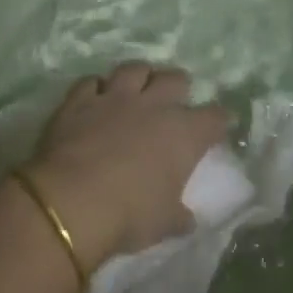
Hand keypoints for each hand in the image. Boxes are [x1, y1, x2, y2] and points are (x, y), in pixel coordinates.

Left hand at [24, 63, 229, 271]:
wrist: (72, 202)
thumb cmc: (130, 214)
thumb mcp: (164, 224)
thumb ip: (178, 216)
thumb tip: (187, 219)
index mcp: (184, 133)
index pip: (214, 118)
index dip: (219, 120)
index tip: (219, 125)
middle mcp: (154, 105)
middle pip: (176, 79)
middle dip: (178, 87)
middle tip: (174, 101)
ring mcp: (115, 98)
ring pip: (135, 69)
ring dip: (139, 76)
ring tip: (137, 88)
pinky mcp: (79, 100)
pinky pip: (91, 82)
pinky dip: (96, 88)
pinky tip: (95, 96)